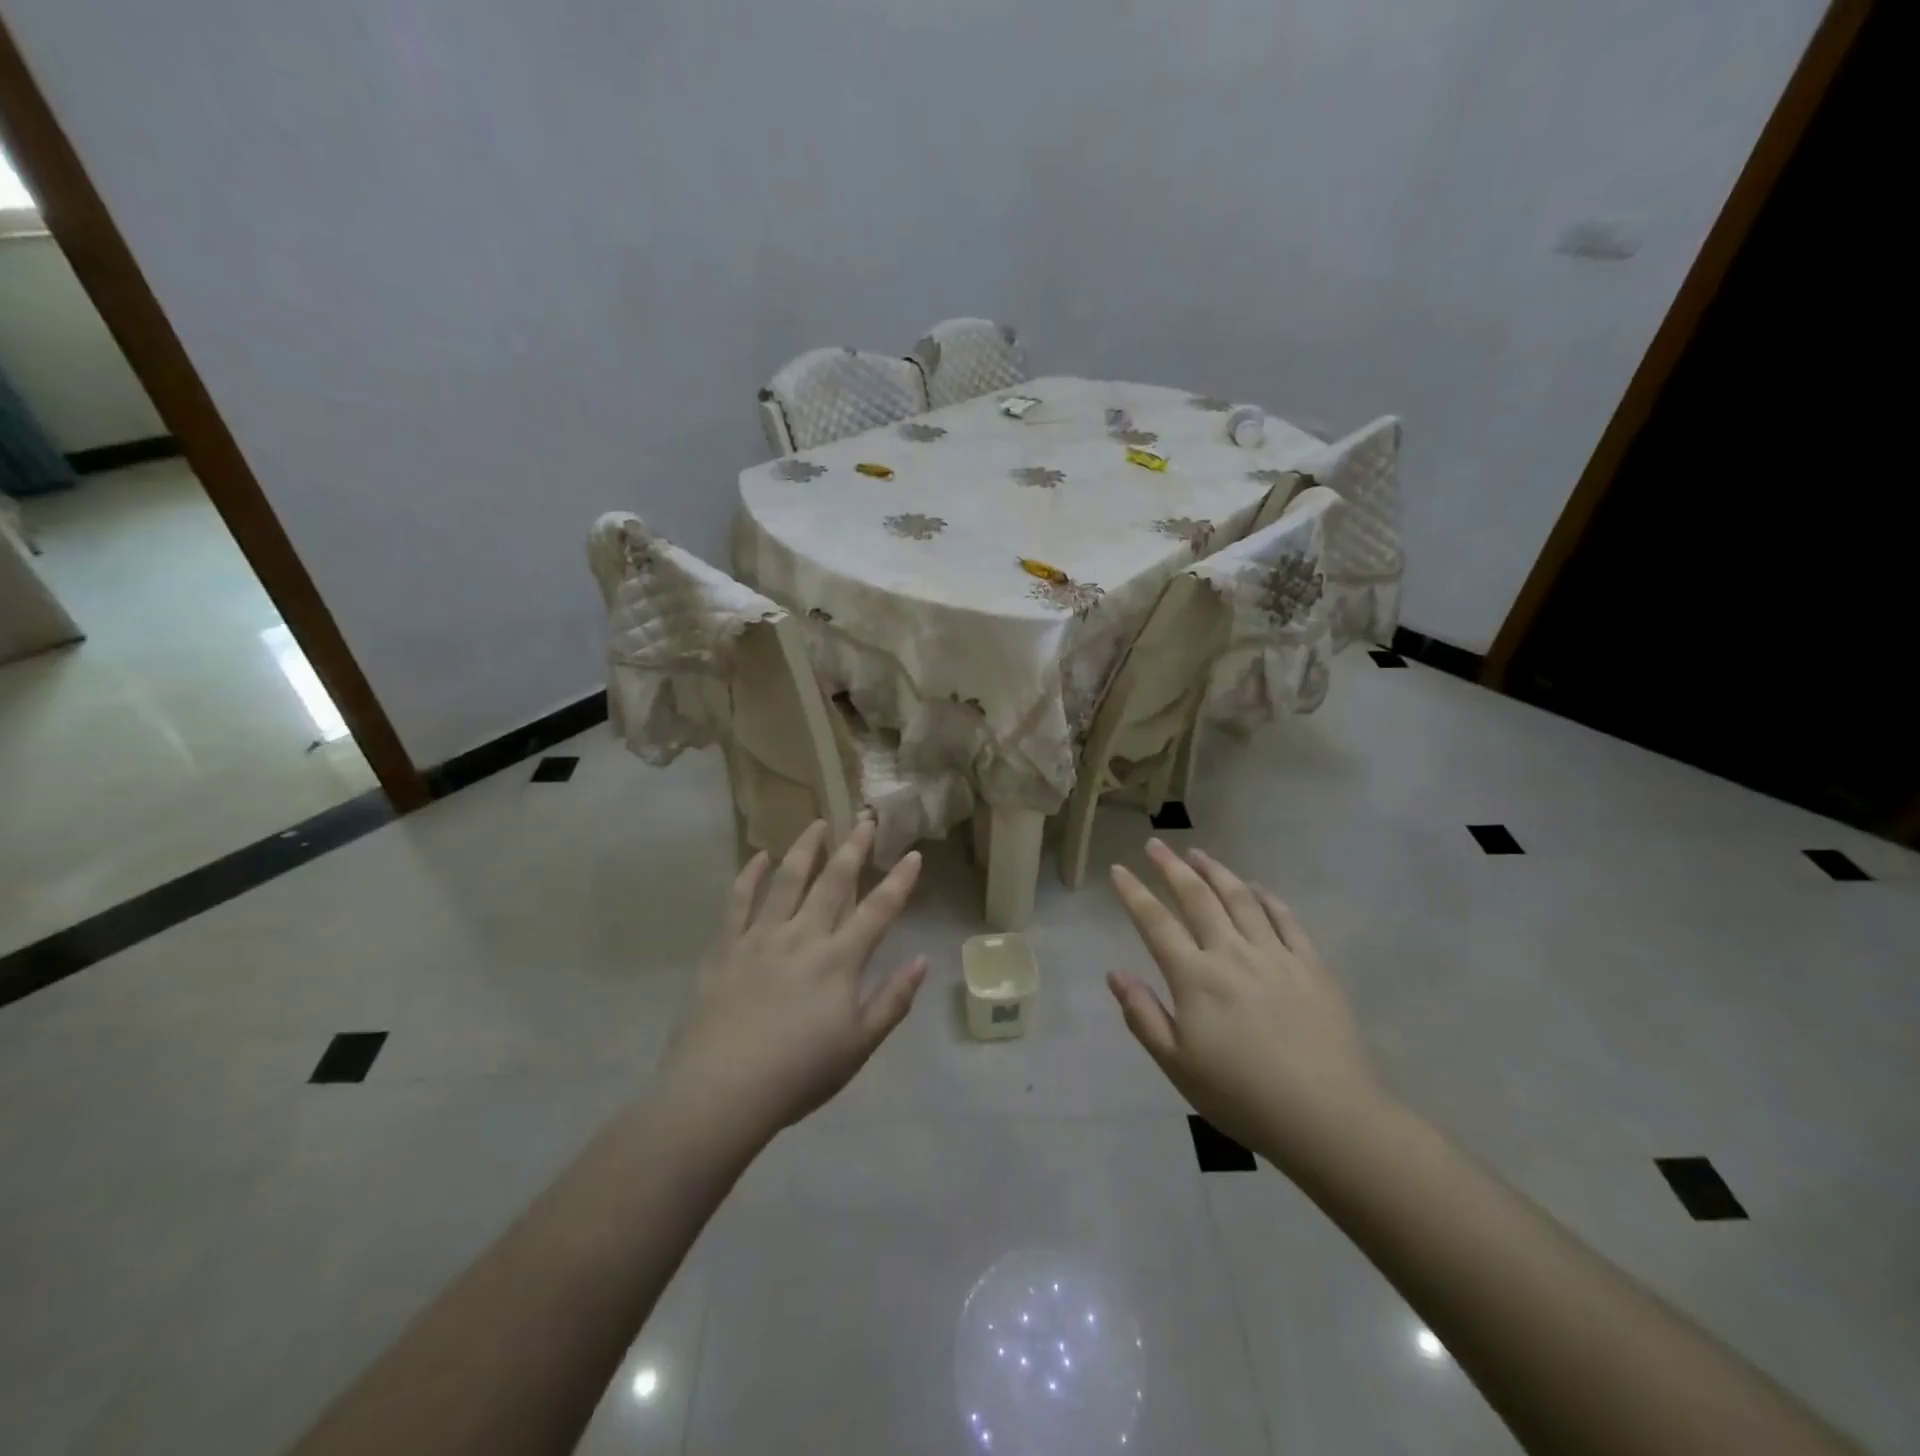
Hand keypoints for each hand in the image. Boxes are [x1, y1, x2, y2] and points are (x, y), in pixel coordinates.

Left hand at [658, 818, 925, 1145]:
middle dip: (853, 848)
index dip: (899, 881)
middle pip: (833, 882)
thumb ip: (893, 1001)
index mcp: (839, 961)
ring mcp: (760, 937)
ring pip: (786, 880)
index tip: (913, 854)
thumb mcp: (859, 1046)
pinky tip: (758, 856)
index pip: (878, 910)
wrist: (721, 1091)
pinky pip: (738, 901)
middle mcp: (803, 936)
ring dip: (804, 849)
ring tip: (816, 824)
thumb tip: (922, 961)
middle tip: (864, 820)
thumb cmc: (798, 1075)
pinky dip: (749, 875)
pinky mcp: (725, 947)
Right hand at [1107, 840, 1384, 1165]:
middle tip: (1156, 844)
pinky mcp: (1311, 965)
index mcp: (1195, 978)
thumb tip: (1115, 974)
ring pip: (1240, 898)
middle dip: (1172, 867)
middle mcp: (1232, 954)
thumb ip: (1143, 1016)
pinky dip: (1267, 897)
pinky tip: (1256, 887)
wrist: (1327, 1117)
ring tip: (1199, 854)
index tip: (1119, 869)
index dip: (1134, 893)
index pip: (1156, 922)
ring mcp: (1275, 955)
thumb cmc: (1242, 1097)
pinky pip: (1285, 919)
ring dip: (1216, 871)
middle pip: (1197, 898)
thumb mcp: (1177, 1066)